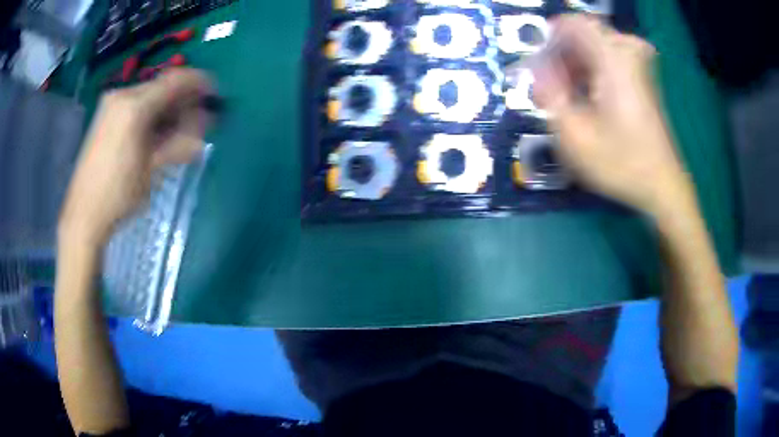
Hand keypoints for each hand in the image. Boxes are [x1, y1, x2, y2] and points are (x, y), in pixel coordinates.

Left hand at [59, 68, 215, 246]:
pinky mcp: (105, 115)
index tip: (214, 95)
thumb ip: (178, 143)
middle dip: (183, 101)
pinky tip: (157, 132)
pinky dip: (152, 114)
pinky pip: (136, 105)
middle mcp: (122, 95)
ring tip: (179, 132)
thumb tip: (204, 132)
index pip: (176, 81)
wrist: (83, 214)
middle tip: (198, 122)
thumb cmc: (118, 195)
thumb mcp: (151, 170)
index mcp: (134, 106)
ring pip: (150, 96)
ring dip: (168, 109)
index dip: (199, 84)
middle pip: (163, 87)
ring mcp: (111, 104)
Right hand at [527, 15, 694, 218]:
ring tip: (569, 95)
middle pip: (584, 34)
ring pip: (597, 46)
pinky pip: (610, 58)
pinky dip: (593, 71)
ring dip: (577, 64)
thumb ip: (549, 95)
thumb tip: (536, 69)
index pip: (574, 22)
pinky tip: (589, 97)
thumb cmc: (622, 164)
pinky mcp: (642, 79)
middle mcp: (628, 54)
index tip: (539, 62)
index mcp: (613, 59)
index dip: (550, 37)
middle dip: (563, 55)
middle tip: (554, 85)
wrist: (663, 186)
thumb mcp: (574, 136)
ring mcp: (638, 66)